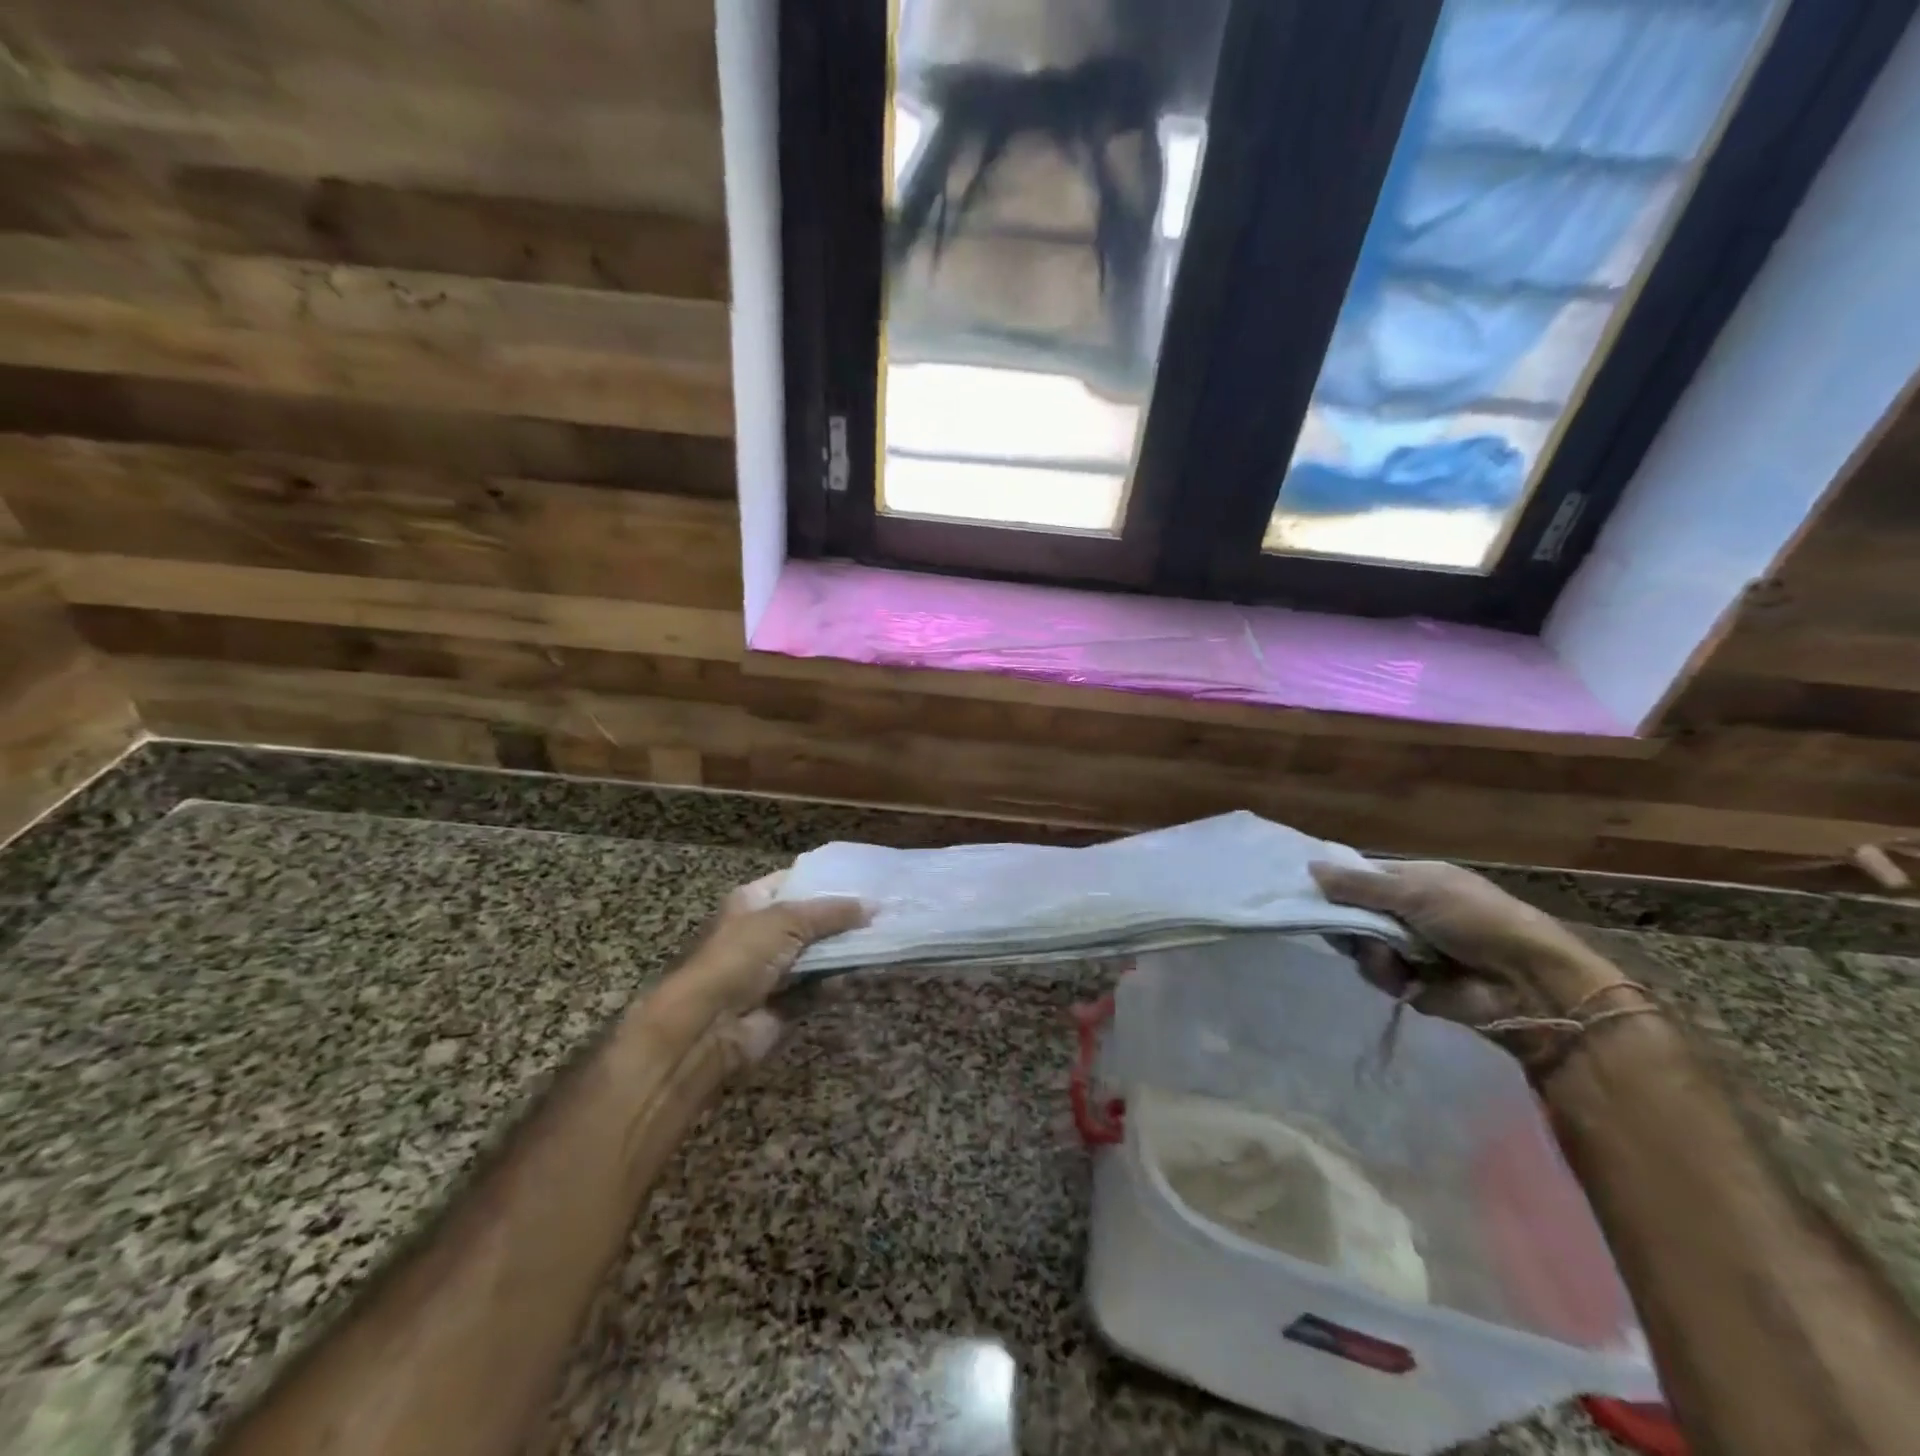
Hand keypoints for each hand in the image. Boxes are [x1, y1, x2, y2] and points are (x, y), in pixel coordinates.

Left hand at [648, 871, 866, 1066]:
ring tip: (884, 936)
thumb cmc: (740, 956)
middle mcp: (760, 935)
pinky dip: (837, 984)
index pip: (792, 881)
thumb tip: (873, 906)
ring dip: (843, 951)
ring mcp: (771, 973)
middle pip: (808, 921)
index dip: (824, 879)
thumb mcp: (787, 920)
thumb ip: (832, 912)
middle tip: (883, 908)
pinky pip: (816, 990)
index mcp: (751, 903)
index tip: (863, 877)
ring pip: (816, 957)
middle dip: (841, 917)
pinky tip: (865, 972)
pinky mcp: (783, 1007)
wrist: (707, 1026)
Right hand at [1309, 859, 1626, 1036]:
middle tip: (1343, 926)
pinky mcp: (1412, 983)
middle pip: (1354, 912)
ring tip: (1388, 957)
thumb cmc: (1476, 921)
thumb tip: (1309, 868)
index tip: (1311, 890)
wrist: (1527, 984)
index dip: (1337, 883)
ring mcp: (1410, 948)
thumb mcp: (1416, 892)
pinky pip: (1378, 974)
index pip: (1361, 877)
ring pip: (1361, 945)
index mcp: (1415, 881)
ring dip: (1369, 951)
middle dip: (1348, 921)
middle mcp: (1409, 912)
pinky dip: (1386, 975)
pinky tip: (1403, 978)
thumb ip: (1358, 885)